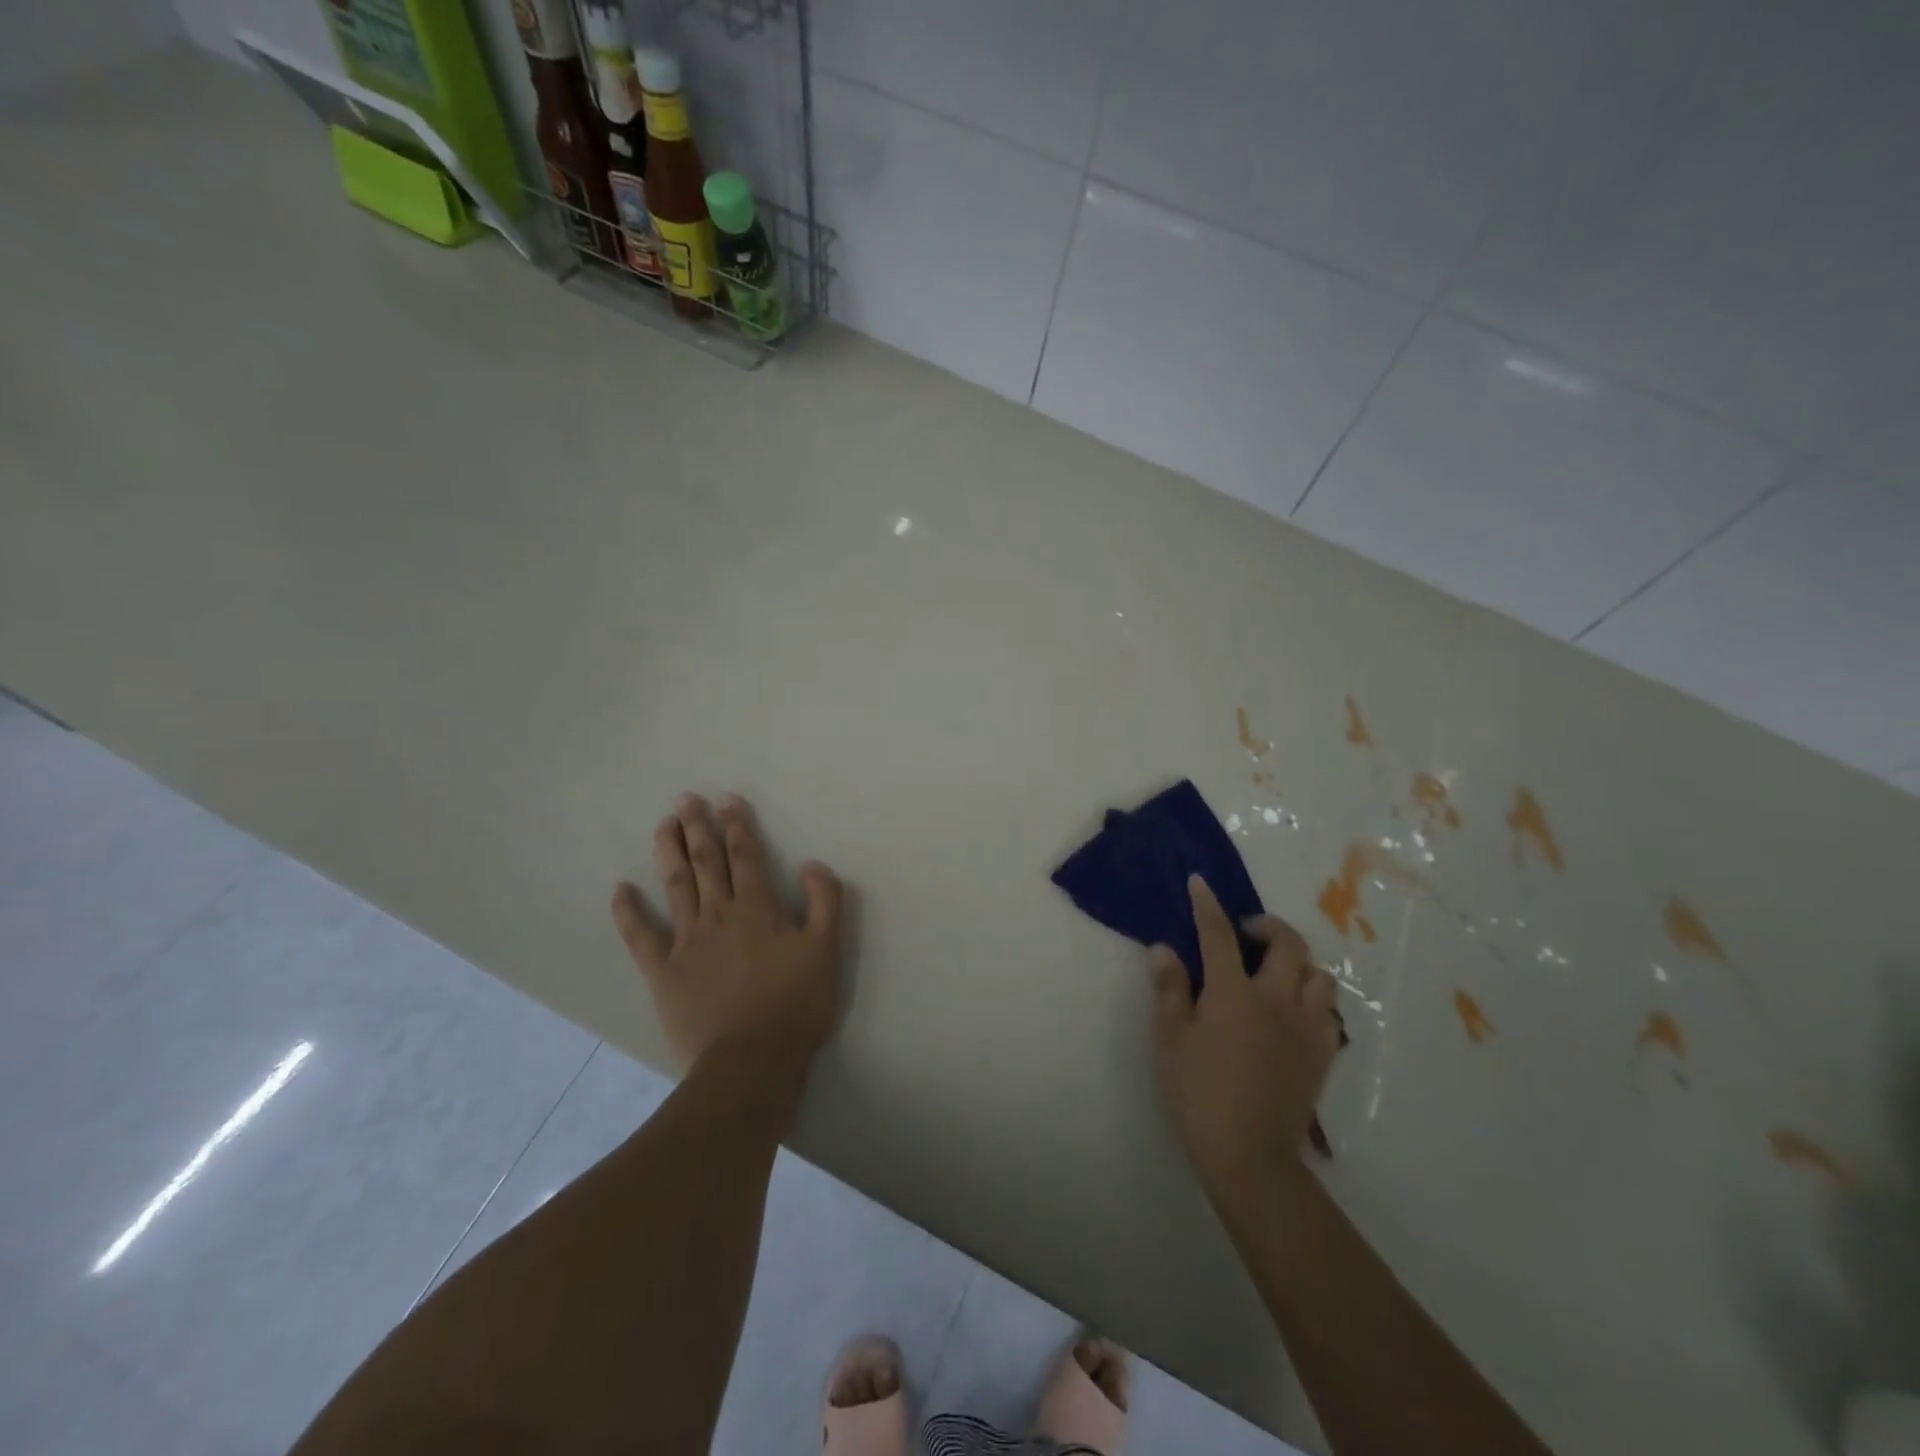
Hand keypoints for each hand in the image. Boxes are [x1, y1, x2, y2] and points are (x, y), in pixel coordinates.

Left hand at [612, 793, 844, 1070]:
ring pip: (676, 886)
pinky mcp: (663, 971)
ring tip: (664, 825)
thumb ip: (825, 902)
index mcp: (758, 908)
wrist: (750, 1062)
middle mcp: (719, 914)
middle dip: (698, 827)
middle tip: (686, 799)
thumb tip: (813, 864)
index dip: (736, 825)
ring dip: (670, 852)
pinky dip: (629, 912)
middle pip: (707, 862)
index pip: (746, 856)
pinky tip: (621, 890)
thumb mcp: (827, 951)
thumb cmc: (795, 1006)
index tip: (726, 800)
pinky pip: (641, 936)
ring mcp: (686, 941)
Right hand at [1150, 876, 1340, 1188]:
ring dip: (1298, 964)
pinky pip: (1328, 1013)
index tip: (1200, 882)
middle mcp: (1277, 999)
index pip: (1219, 934)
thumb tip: (1164, 948)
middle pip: (1287, 944)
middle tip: (1246, 933)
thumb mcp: (1170, 1040)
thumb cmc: (1200, 1093)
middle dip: (1267, 926)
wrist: (1250, 1155)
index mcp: (1234, 992)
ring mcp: (1307, 1027)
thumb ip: (1169, 989)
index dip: (1208, 905)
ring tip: (1275, 974)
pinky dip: (1313, 1002)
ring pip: (1319, 976)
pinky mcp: (1323, 1054)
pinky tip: (1293, 1014)